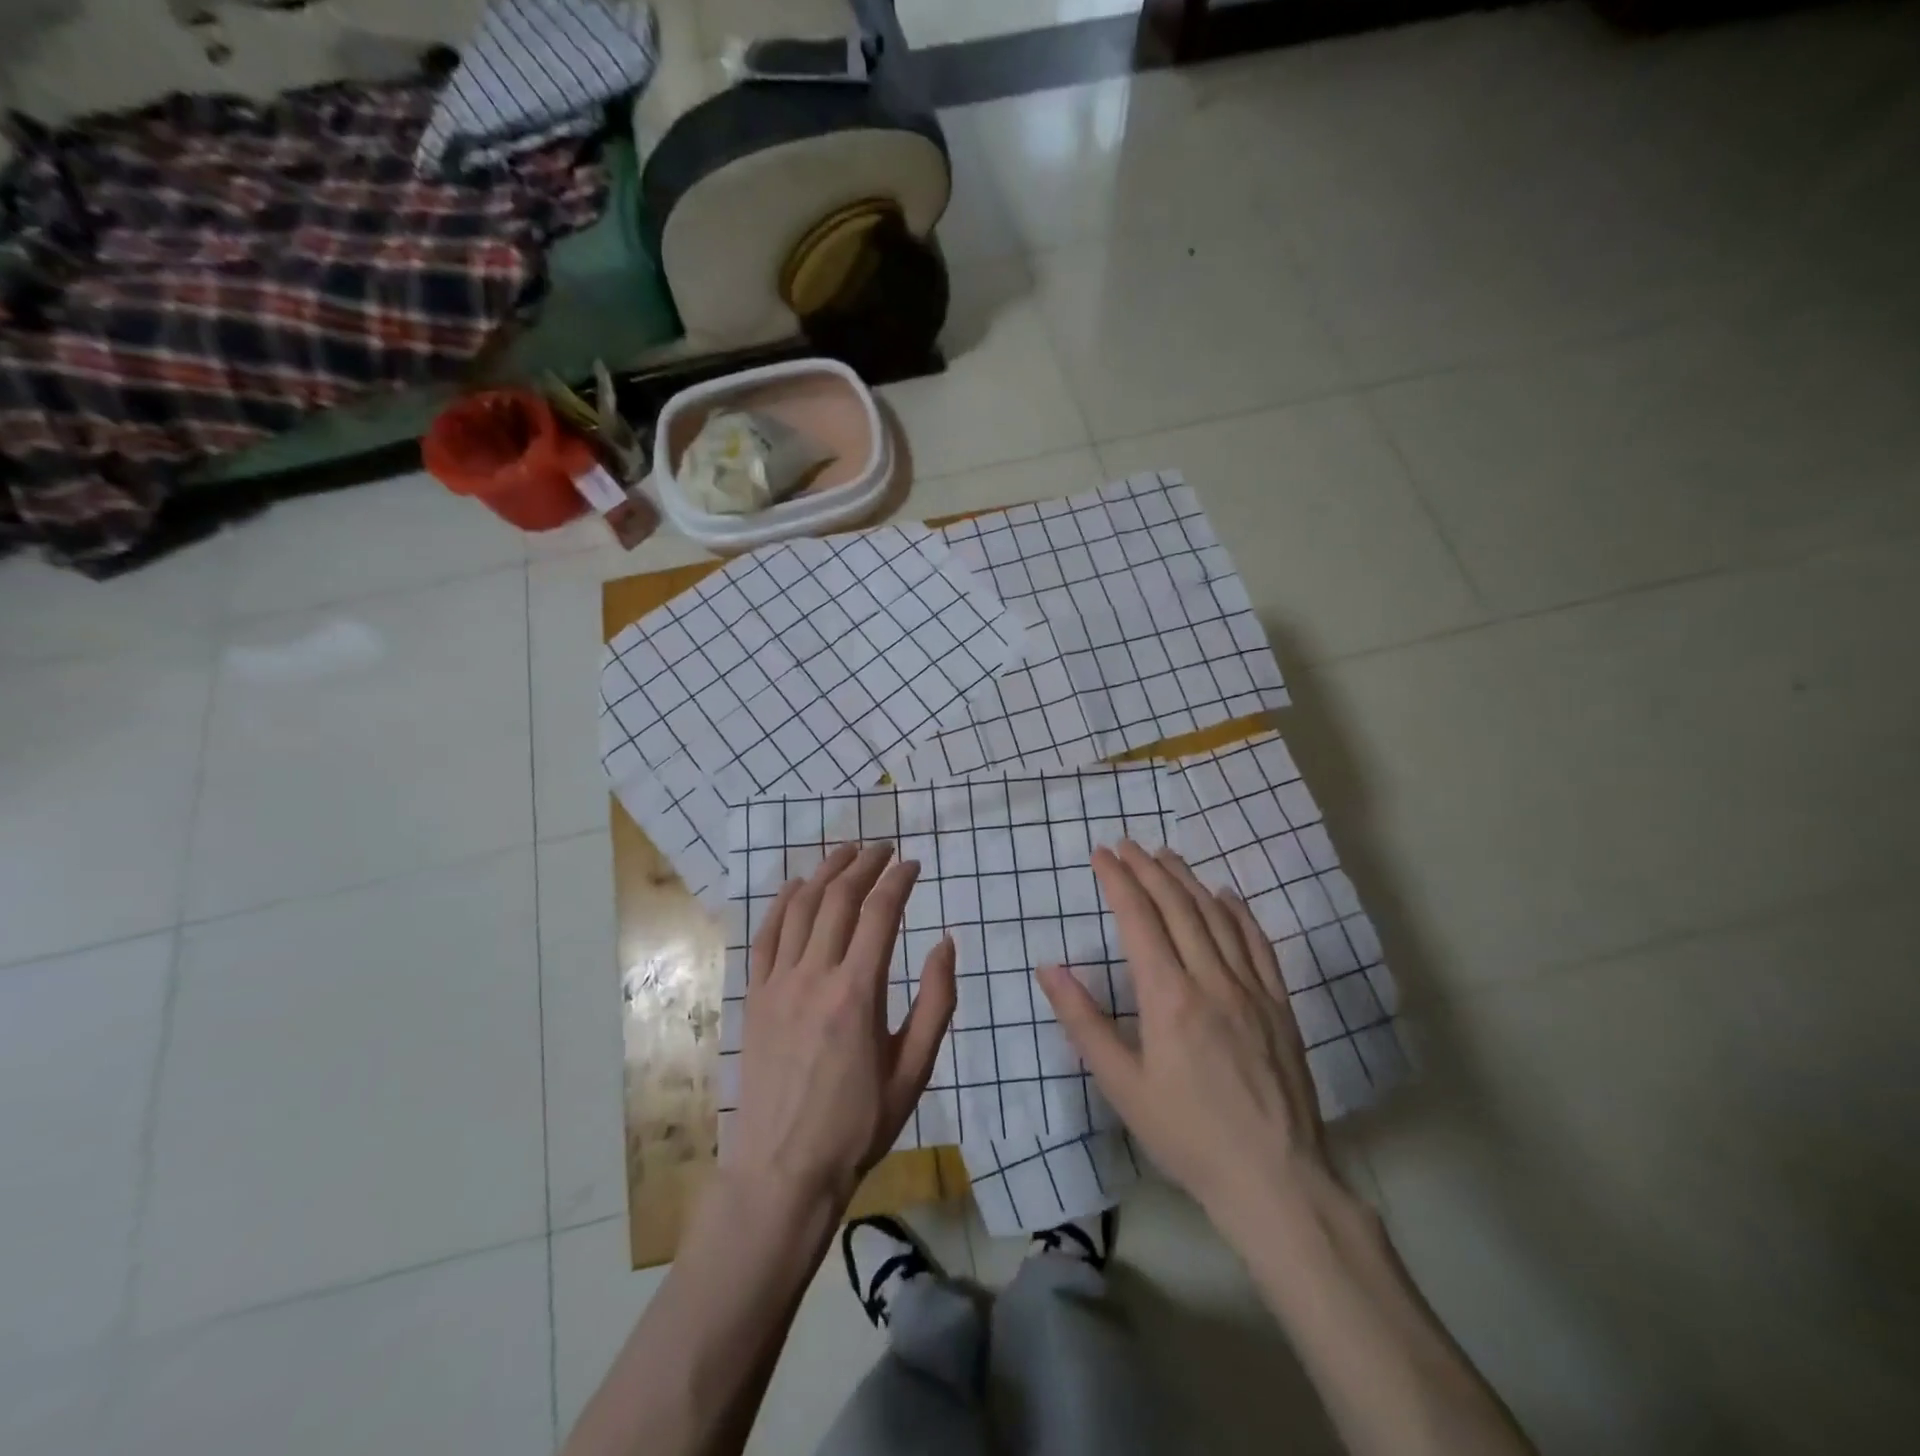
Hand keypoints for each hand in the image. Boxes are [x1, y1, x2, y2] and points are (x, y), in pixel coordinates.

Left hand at [728, 842, 956, 1207]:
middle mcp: (815, 976)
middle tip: (883, 847)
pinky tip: (794, 886)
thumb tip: (946, 942)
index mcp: (858, 993)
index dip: (898, 880)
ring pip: (801, 908)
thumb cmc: (858, 1125)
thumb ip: (936, 1003)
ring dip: (825, 872)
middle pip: (839, 899)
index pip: (880, 914)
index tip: (913, 864)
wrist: (784, 1171)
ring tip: (845, 851)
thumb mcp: (914, 1070)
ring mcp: (778, 984)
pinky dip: (781, 903)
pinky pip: (765, 936)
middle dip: (864, 864)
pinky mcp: (754, 998)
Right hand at [1037, 841, 1336, 1228]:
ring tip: (1166, 857)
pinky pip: (1258, 943)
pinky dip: (1238, 912)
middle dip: (1148, 869)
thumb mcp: (1122, 1084)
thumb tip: (1049, 968)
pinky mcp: (1279, 1005)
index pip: (1139, 919)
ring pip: (1217, 916)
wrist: (1274, 1179)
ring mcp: (1251, 989)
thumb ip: (1083, 1021)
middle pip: (1178, 906)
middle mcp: (1211, 979)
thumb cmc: (1186, 1134)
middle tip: (1127, 845)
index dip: (1119, 881)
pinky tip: (1225, 896)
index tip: (1102, 854)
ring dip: (1189, 880)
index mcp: (1168, 997)